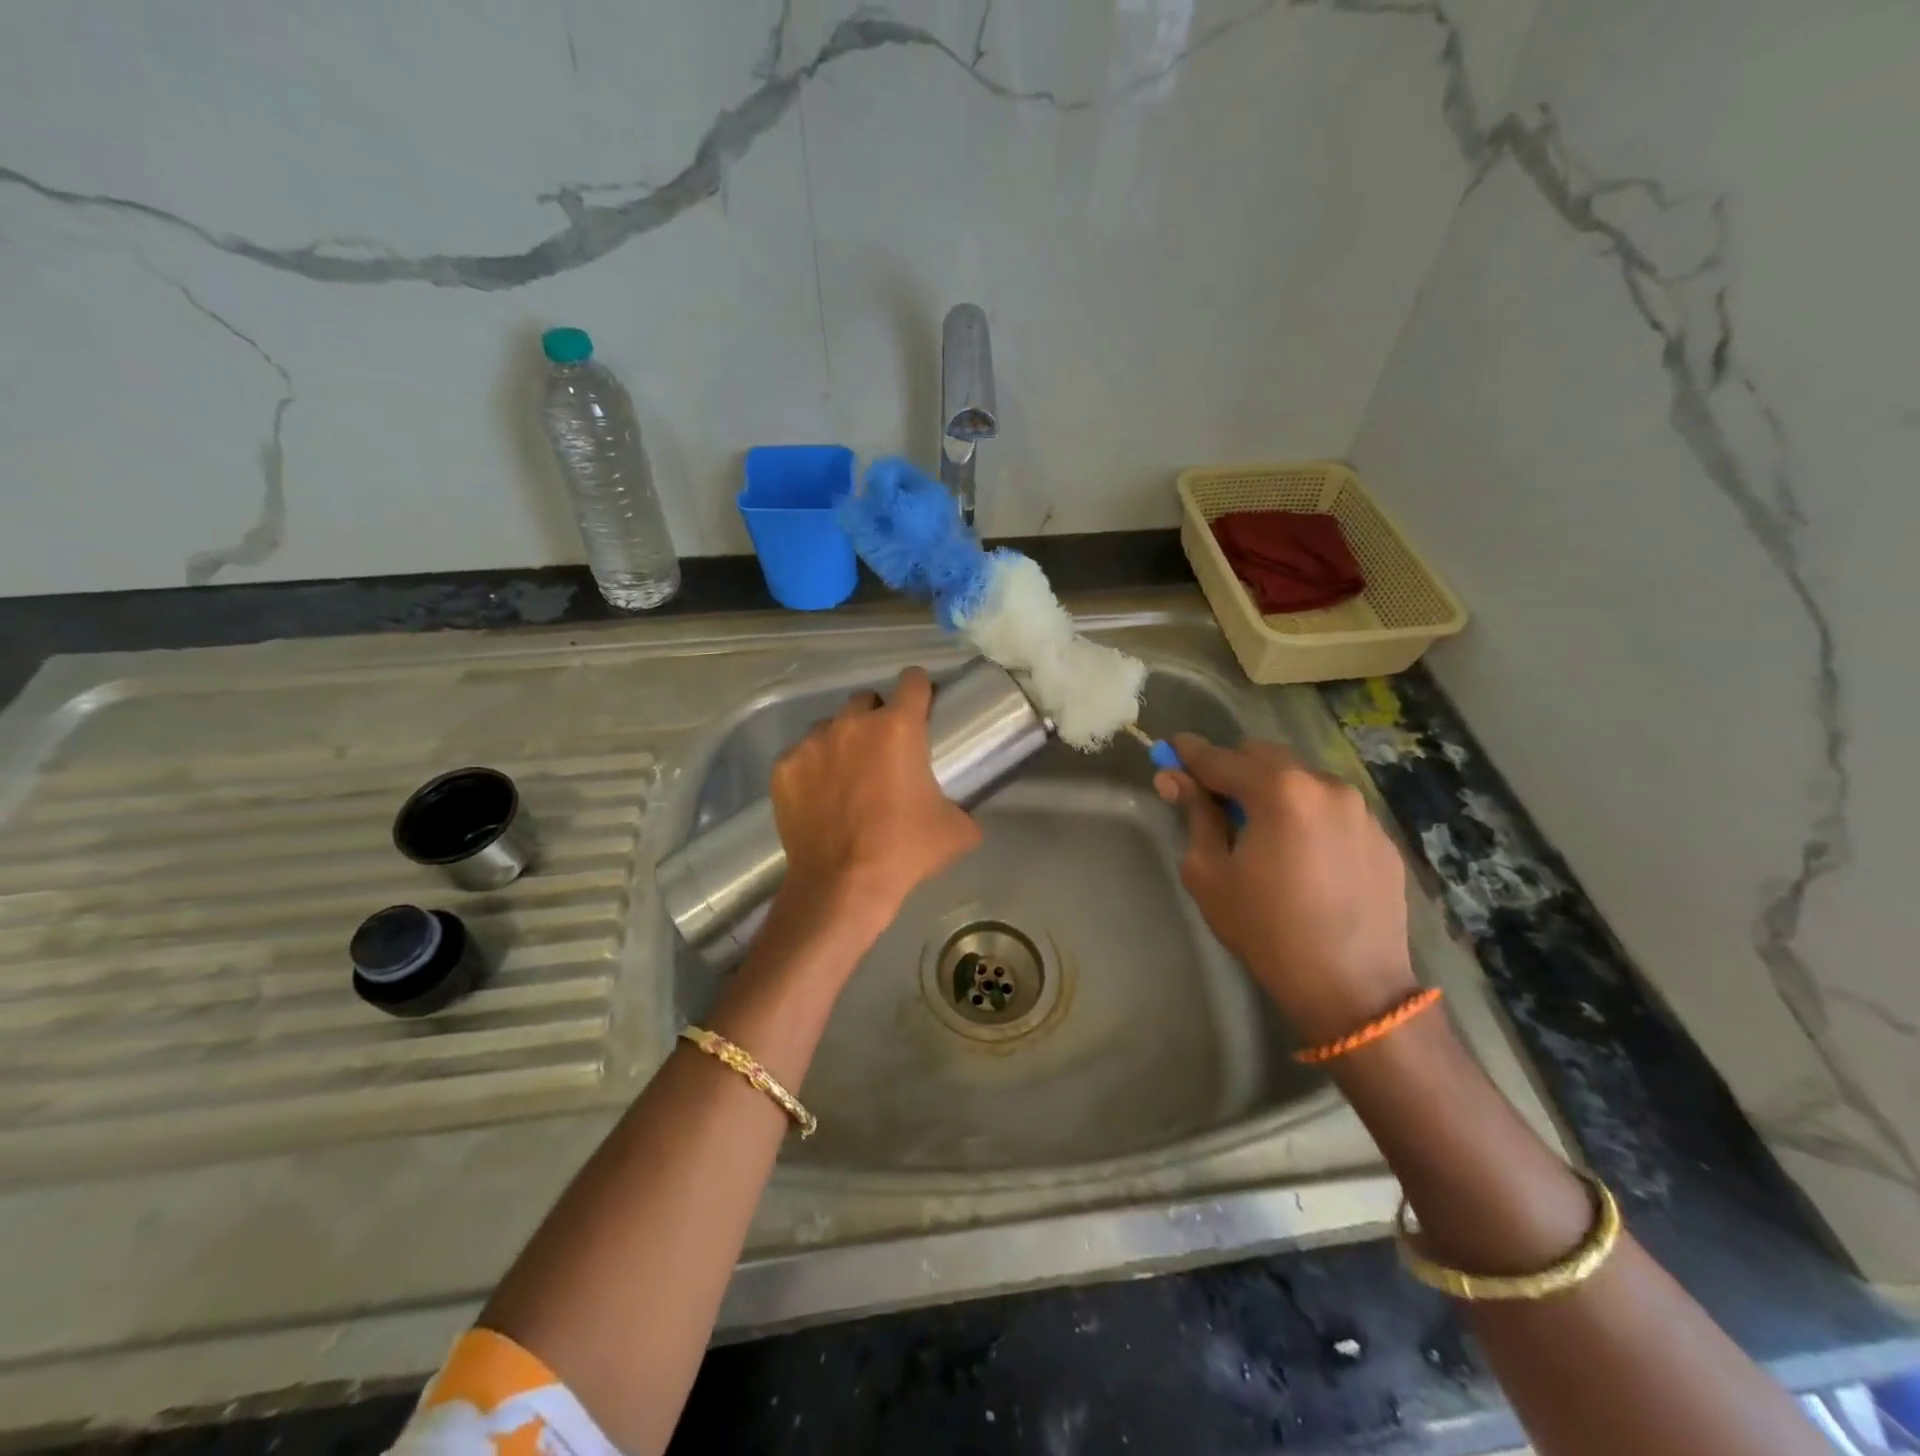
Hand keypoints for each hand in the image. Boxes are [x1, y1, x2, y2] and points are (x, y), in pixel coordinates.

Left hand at [767, 666, 983, 938]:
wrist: (843, 886)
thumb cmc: (905, 851)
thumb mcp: (956, 831)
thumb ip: (962, 806)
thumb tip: (961, 810)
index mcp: (898, 728)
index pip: (912, 681)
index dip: (919, 690)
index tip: (921, 707)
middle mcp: (852, 723)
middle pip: (866, 700)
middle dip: (876, 718)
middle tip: (883, 753)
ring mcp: (812, 743)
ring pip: (830, 726)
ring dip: (842, 742)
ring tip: (847, 776)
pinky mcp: (784, 767)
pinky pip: (801, 755)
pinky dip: (812, 769)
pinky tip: (819, 798)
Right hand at [1155, 734, 1416, 1044]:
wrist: (1351, 987)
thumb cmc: (1265, 929)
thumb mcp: (1209, 873)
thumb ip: (1194, 815)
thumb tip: (1173, 778)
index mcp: (1279, 790)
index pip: (1220, 758)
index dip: (1189, 753)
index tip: (1169, 749)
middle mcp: (1324, 785)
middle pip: (1264, 756)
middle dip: (1232, 768)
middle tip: (1211, 798)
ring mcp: (1360, 809)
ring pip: (1301, 778)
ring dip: (1272, 789)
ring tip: (1260, 830)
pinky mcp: (1381, 836)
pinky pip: (1331, 808)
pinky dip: (1306, 814)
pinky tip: (1300, 854)